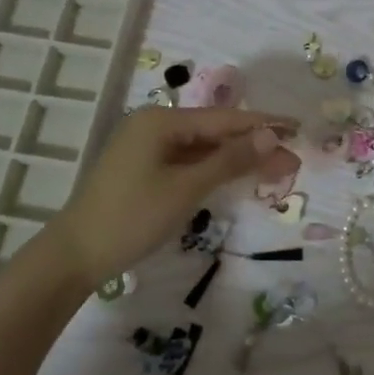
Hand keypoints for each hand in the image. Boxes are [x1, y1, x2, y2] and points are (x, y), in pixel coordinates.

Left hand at [47, 107, 296, 288]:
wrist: (76, 255)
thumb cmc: (132, 217)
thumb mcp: (186, 188)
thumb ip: (229, 160)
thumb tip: (271, 137)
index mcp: (161, 121)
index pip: (224, 119)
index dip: (263, 124)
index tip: (297, 127)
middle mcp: (154, 125)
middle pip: (214, 132)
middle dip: (254, 146)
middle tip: (292, 161)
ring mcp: (147, 147)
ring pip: (202, 148)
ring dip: (236, 159)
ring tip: (275, 170)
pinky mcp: (144, 168)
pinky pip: (187, 161)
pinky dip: (213, 169)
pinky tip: (237, 176)